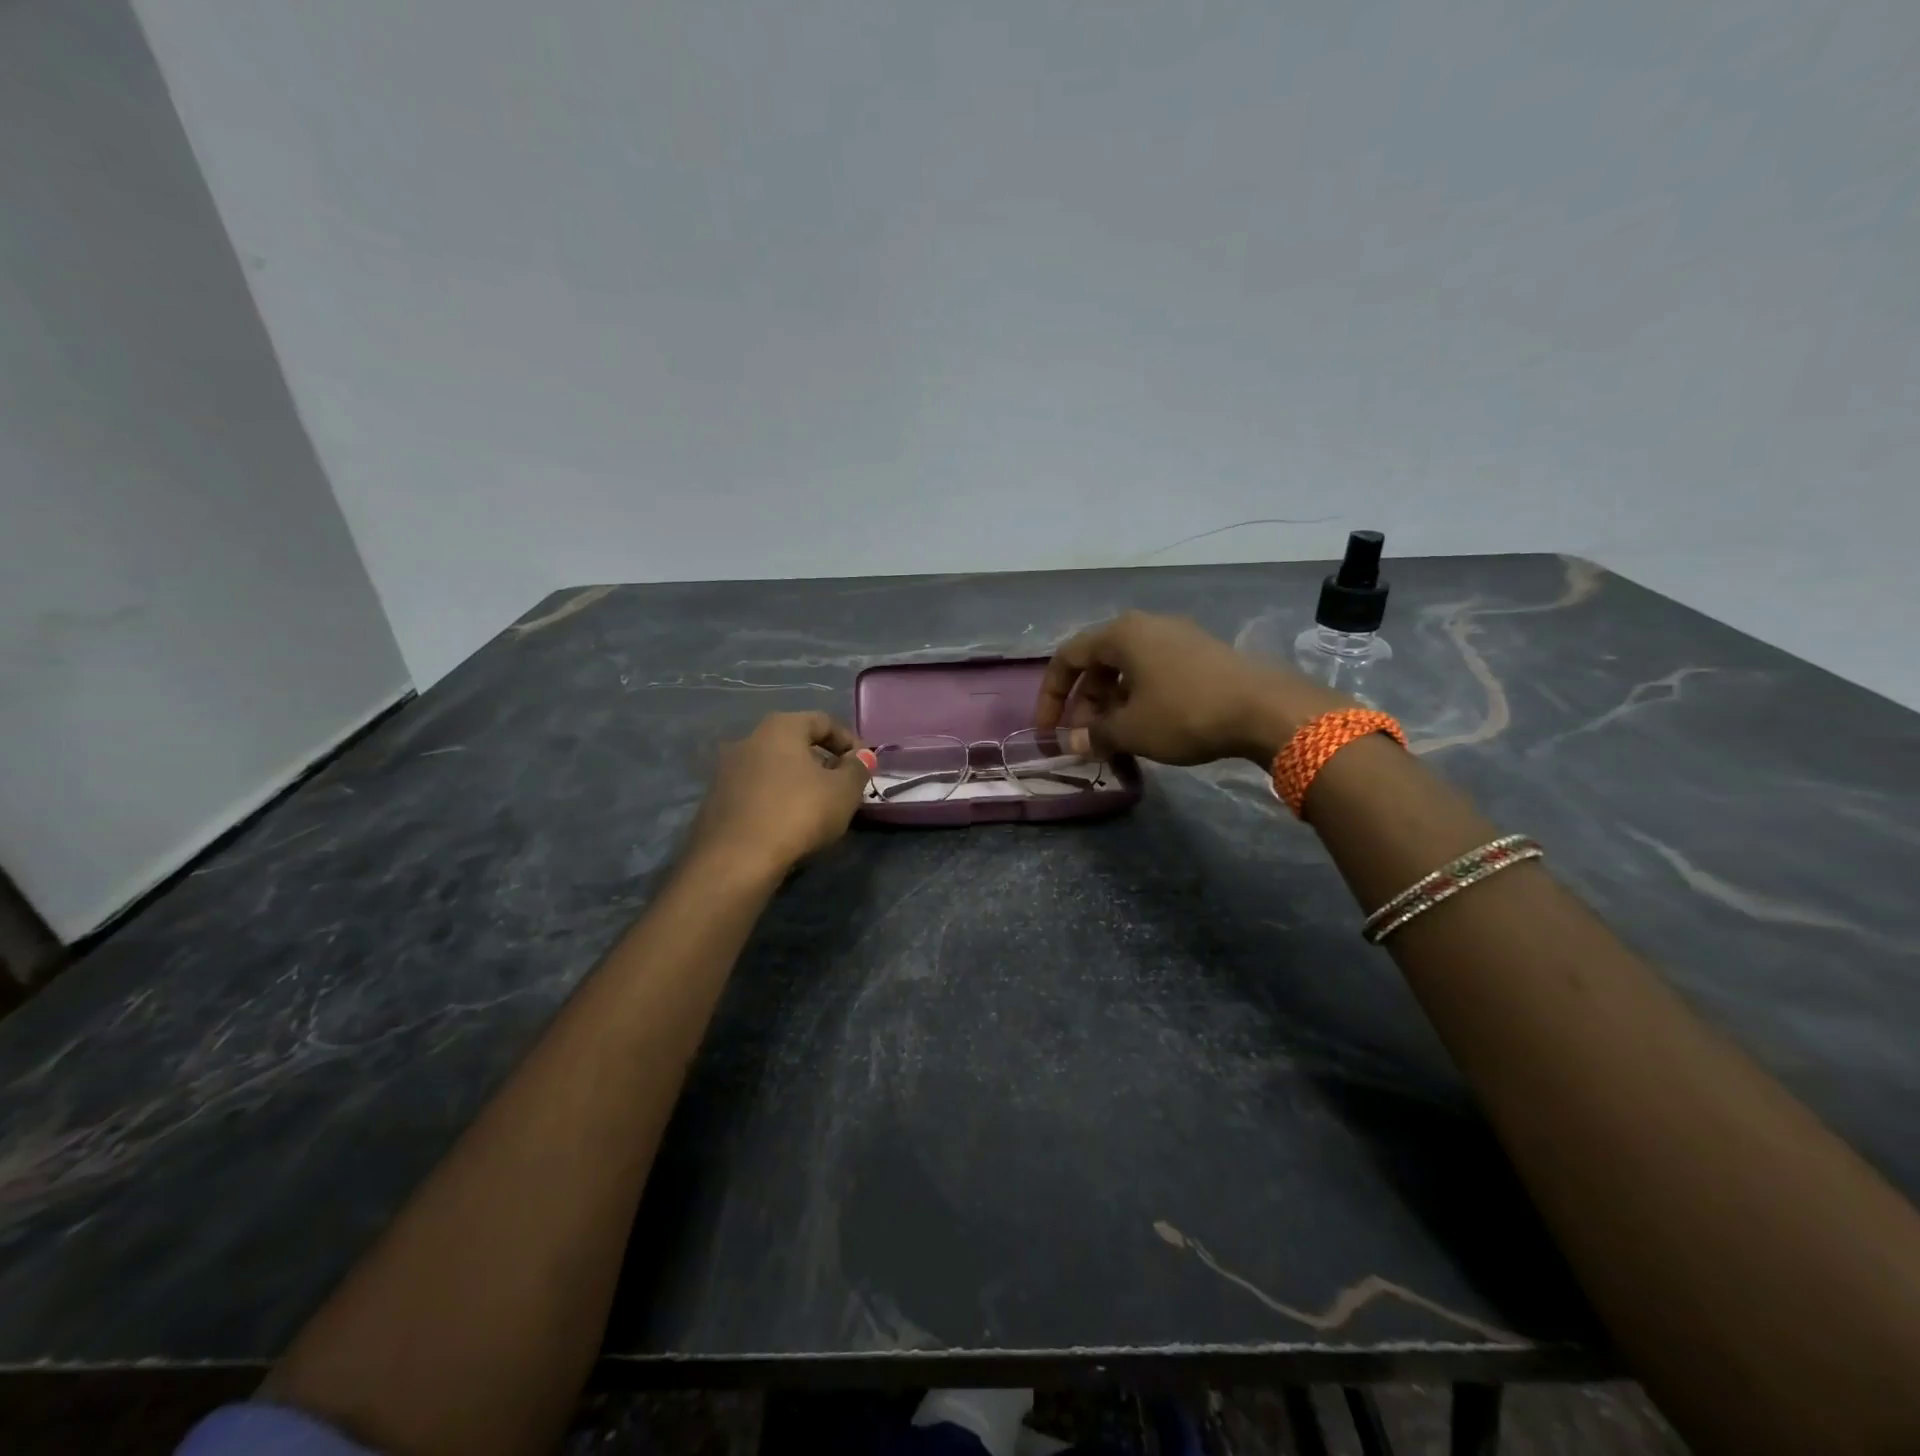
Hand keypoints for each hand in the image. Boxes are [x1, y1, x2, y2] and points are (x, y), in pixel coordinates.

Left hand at [689, 712, 869, 877]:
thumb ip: (857, 769)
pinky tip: (788, 824)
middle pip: (795, 743)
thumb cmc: (798, 813)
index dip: (849, 741)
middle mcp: (749, 739)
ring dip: (798, 781)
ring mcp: (727, 770)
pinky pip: (756, 791)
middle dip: (822, 762)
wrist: (736, 859)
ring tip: (817, 808)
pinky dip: (776, 799)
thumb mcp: (843, 791)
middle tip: (842, 787)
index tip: (864, 766)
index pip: (823, 721)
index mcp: (781, 727)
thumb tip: (860, 757)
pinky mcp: (716, 801)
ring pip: (774, 768)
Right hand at [1035, 612, 1348, 765]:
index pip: (1067, 657)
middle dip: (1084, 704)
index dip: (1051, 695)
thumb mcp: (1132, 730)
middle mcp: (1146, 626)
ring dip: (1111, 704)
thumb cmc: (1185, 713)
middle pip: (1098, 663)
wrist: (1266, 709)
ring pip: (1127, 670)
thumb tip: (1072, 743)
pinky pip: (1154, 673)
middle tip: (1084, 740)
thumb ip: (1094, 735)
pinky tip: (1146, 728)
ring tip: (1113, 739)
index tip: (1049, 730)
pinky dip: (1138, 699)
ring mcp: (1177, 637)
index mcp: (1121, 634)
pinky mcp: (1201, 654)